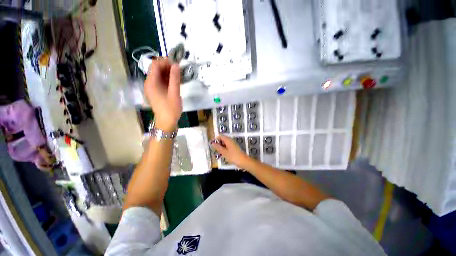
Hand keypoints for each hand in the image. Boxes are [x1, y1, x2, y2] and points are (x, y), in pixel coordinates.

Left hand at [144, 58, 180, 131]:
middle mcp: (149, 83)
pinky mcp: (155, 92)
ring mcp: (152, 88)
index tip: (176, 65)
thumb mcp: (174, 93)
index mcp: (151, 82)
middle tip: (179, 71)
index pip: (155, 64)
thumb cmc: (170, 109)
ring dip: (168, 73)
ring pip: (158, 75)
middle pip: (156, 69)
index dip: (165, 62)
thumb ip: (175, 78)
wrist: (166, 122)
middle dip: (167, 67)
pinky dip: (167, 79)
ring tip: (178, 76)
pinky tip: (175, 82)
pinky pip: (160, 81)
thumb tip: (176, 65)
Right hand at [211, 135, 250, 167]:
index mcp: (228, 140)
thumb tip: (212, 143)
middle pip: (222, 139)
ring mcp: (233, 144)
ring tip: (218, 153)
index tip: (212, 145)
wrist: (244, 161)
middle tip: (215, 150)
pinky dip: (224, 149)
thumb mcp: (224, 152)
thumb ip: (218, 147)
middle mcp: (231, 140)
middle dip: (218, 144)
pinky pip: (228, 146)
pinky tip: (223, 154)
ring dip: (221, 147)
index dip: (216, 139)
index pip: (220, 136)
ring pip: (225, 143)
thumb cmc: (233, 156)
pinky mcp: (234, 148)